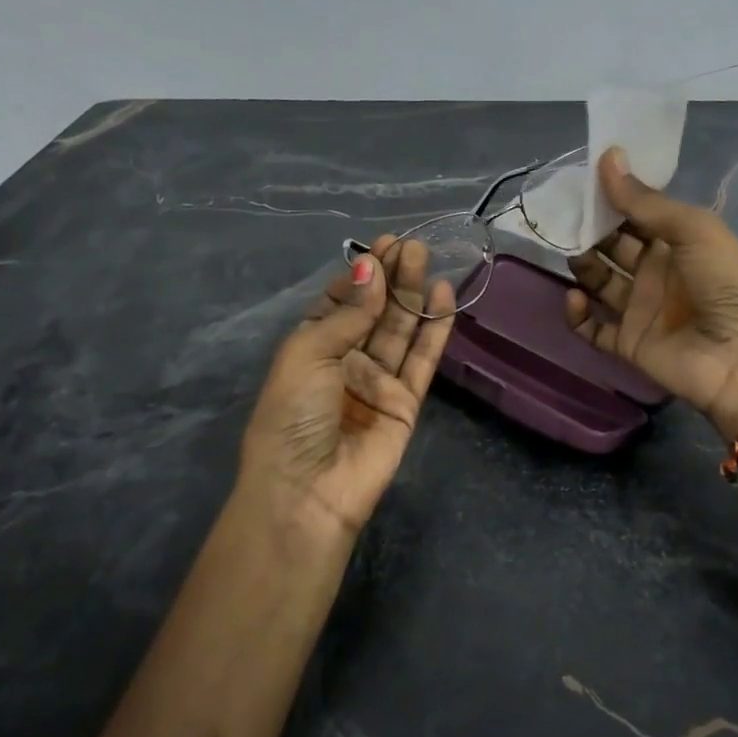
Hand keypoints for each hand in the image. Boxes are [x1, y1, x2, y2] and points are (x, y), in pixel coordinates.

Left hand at [238, 236, 454, 543]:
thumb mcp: (308, 354)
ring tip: (428, 258)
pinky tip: (444, 296)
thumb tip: (370, 267)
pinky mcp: (406, 402)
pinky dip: (435, 329)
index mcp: (311, 347)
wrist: (308, 491)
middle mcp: (345, 360)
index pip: (340, 301)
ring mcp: (377, 381)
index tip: (383, 245)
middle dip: (392, 277)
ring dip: (413, 295)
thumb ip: (348, 312)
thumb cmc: (293, 416)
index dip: (361, 274)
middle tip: (413, 245)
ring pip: (401, 330)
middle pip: (374, 311)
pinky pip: (423, 359)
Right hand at [565, 149, 737, 441]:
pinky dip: (577, 314)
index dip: (612, 199)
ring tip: (567, 251)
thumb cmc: (728, 284)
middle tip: (563, 215)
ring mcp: (641, 309)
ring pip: (599, 282)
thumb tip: (608, 157)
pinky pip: (592, 327)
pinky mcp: (628, 343)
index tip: (581, 181)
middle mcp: (657, 272)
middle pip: (613, 246)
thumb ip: (645, 201)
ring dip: (582, 265)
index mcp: (679, 242)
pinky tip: (574, 297)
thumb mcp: (694, 230)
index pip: (637, 214)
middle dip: (590, 229)